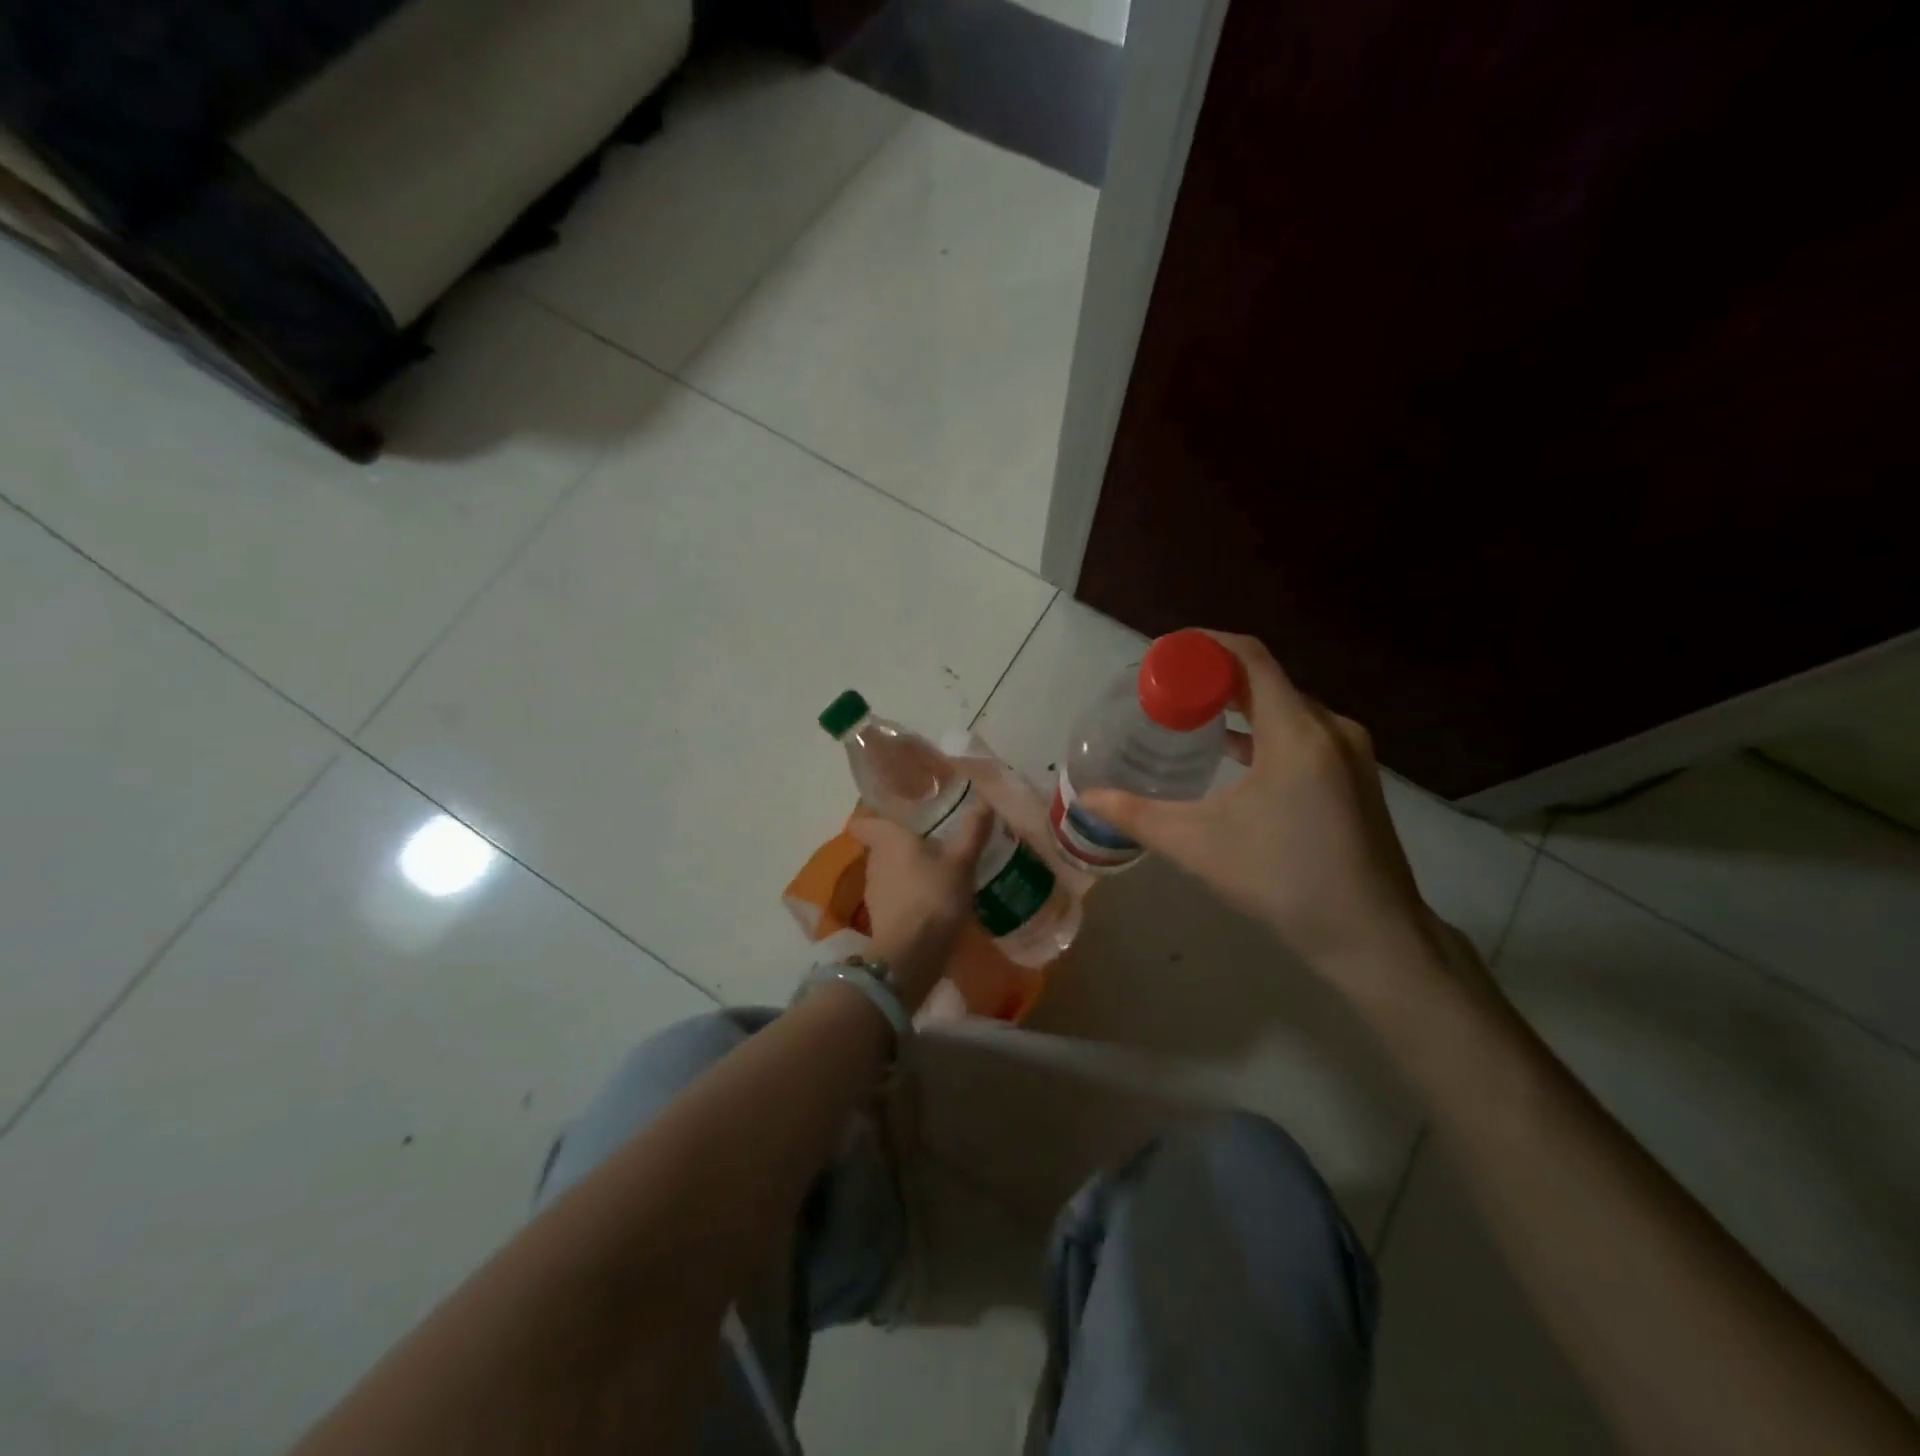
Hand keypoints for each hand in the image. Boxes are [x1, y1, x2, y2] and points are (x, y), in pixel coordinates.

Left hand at [849, 808, 991, 1007]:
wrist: (911, 955)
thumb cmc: (933, 896)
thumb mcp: (961, 862)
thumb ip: (972, 832)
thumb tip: (983, 803)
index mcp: (887, 839)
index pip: (864, 821)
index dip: (875, 816)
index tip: (897, 815)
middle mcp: (874, 861)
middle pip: (881, 845)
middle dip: (903, 843)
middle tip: (932, 838)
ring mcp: (874, 892)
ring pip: (889, 871)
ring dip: (908, 870)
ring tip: (937, 868)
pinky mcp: (881, 918)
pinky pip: (896, 896)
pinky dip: (910, 894)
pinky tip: (934, 898)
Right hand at [1082, 633, 1436, 988]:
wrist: (1373, 936)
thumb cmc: (1283, 881)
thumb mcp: (1198, 845)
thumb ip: (1136, 815)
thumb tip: (1085, 797)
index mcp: (1297, 732)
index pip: (1249, 659)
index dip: (1204, 646)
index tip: (1162, 654)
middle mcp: (1330, 728)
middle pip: (1266, 679)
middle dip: (1213, 677)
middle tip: (1164, 689)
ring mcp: (1350, 752)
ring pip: (1286, 706)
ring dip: (1239, 704)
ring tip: (1190, 714)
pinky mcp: (1355, 775)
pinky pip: (1303, 731)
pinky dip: (1264, 730)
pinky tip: (1233, 751)